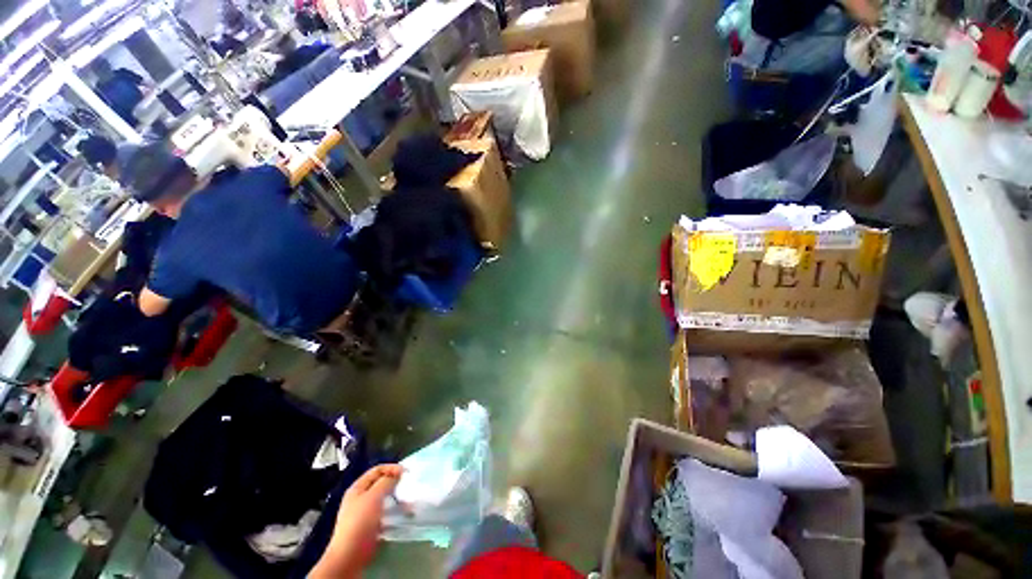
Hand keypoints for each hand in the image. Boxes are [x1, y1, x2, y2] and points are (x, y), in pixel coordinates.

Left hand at [313, 464, 402, 577]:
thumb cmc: (360, 522)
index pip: (377, 470)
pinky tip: (402, 515)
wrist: (349, 555)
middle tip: (408, 486)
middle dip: (395, 483)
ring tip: (408, 503)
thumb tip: (397, 474)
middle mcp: (360, 497)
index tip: (407, 473)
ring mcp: (364, 512)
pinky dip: (394, 512)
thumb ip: (386, 482)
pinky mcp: (369, 525)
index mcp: (357, 488)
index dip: (392, 468)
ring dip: (396, 498)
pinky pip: (385, 513)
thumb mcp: (373, 497)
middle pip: (380, 483)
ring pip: (384, 499)